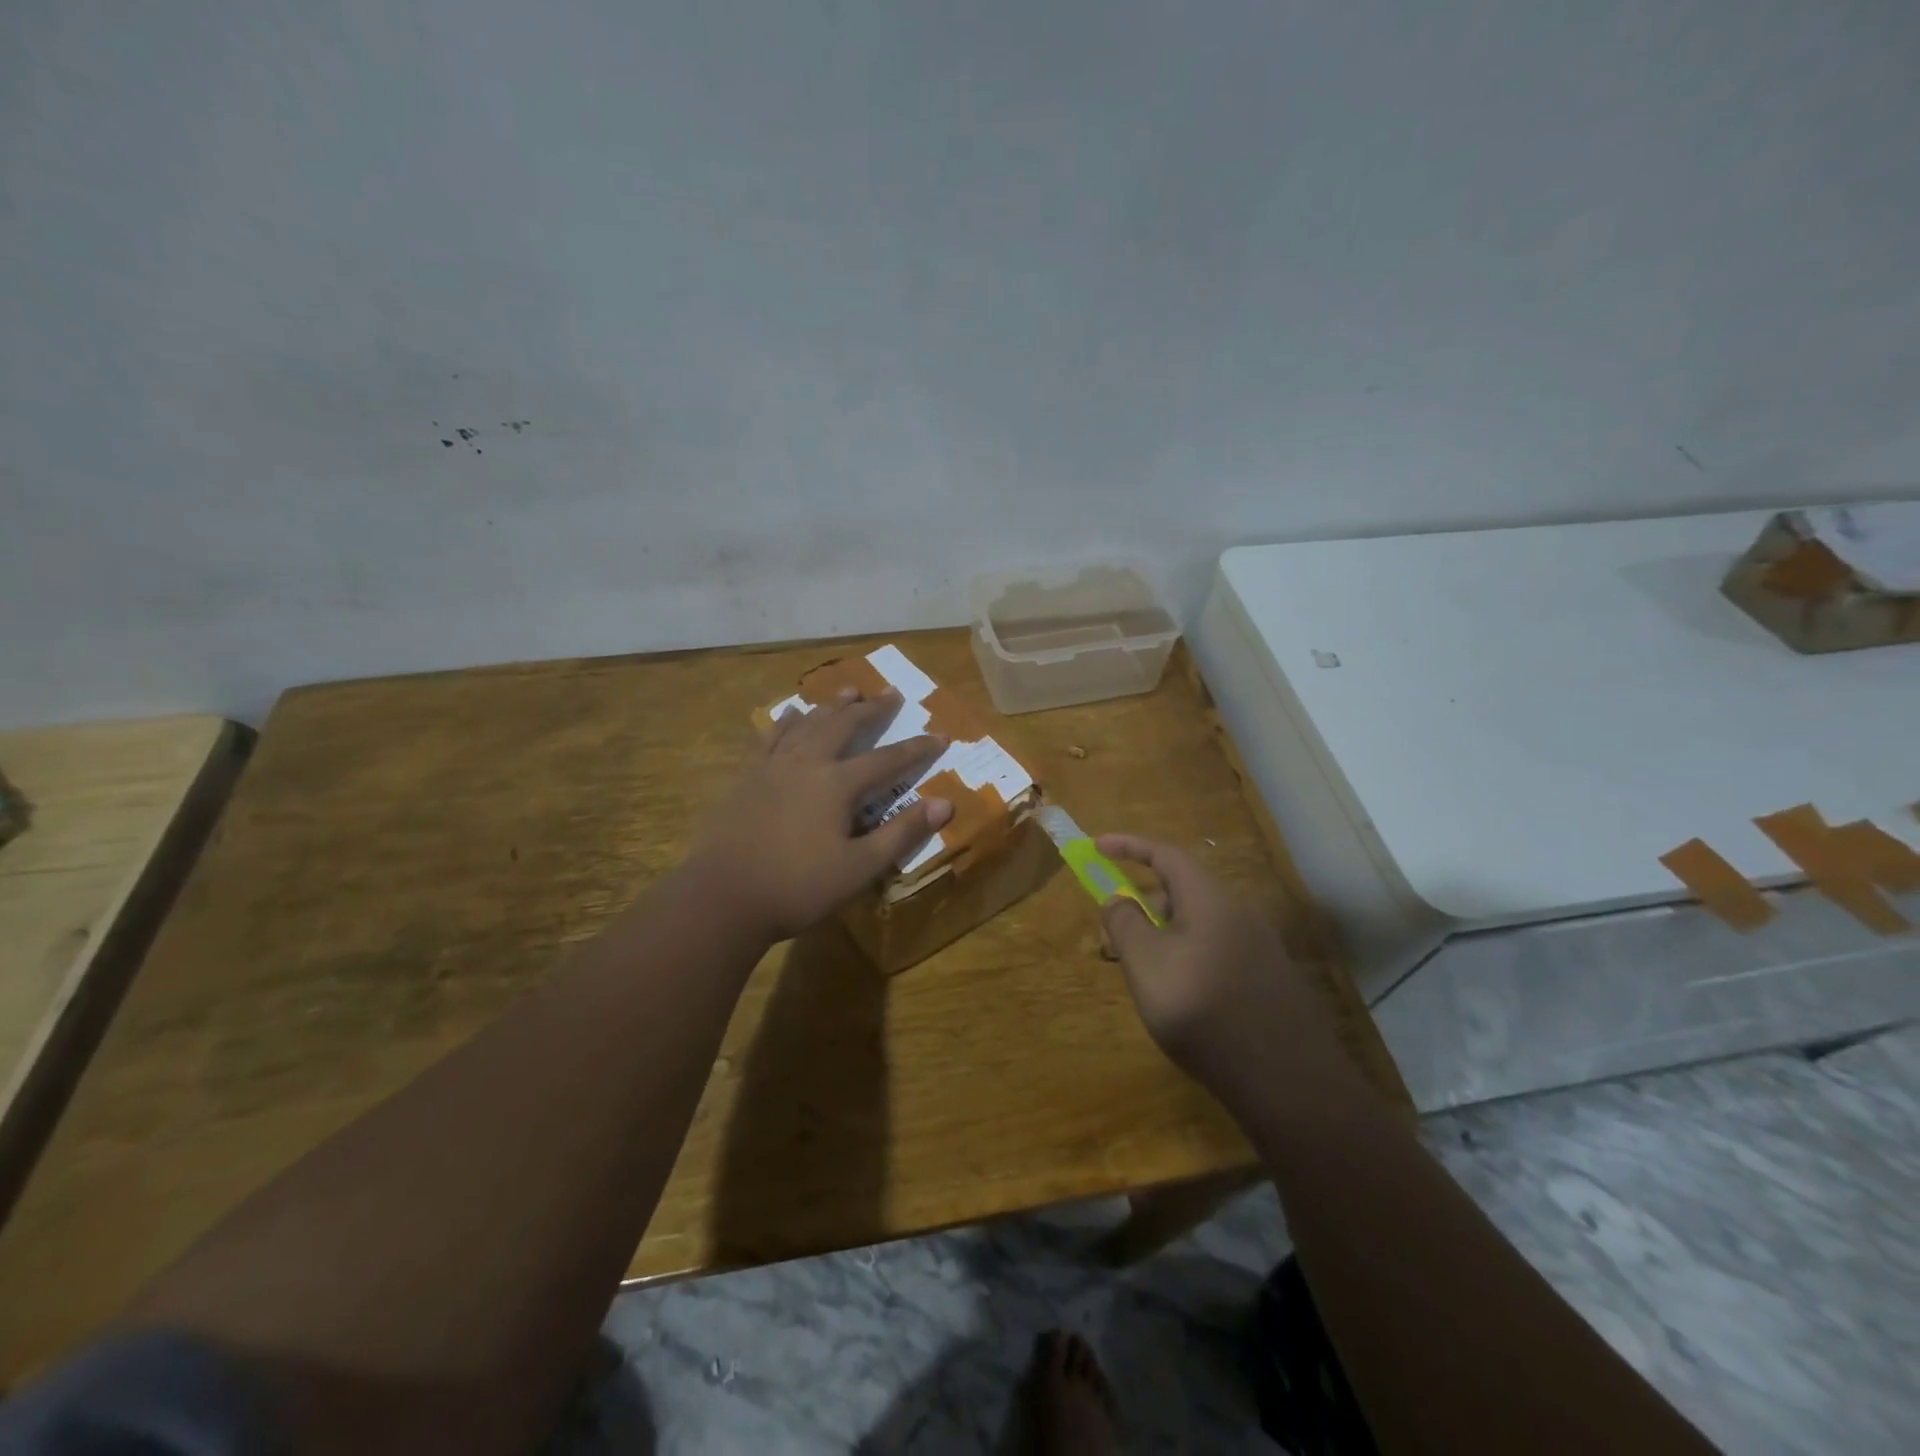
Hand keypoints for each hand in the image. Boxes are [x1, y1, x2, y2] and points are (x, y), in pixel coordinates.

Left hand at [692, 686, 953, 939]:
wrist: (723, 896)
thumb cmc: (798, 887)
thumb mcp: (859, 868)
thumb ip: (902, 833)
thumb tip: (945, 804)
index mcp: (837, 784)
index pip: (888, 760)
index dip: (917, 748)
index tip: (940, 735)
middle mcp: (807, 763)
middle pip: (845, 726)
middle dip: (871, 709)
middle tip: (891, 693)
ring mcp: (773, 766)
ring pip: (809, 724)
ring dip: (832, 707)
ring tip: (849, 691)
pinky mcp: (748, 776)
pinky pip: (771, 737)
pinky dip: (786, 722)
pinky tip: (792, 712)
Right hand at [1097, 834, 1340, 1090]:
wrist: (1282, 1077)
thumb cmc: (1201, 1007)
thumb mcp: (1145, 961)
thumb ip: (1124, 922)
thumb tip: (1118, 899)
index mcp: (1209, 898)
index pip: (1164, 854)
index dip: (1127, 846)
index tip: (1096, 847)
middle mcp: (1238, 913)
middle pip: (1180, 891)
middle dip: (1141, 906)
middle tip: (1113, 940)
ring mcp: (1257, 946)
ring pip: (1196, 924)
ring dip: (1161, 936)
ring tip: (1142, 977)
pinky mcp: (1265, 978)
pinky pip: (1214, 949)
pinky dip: (1185, 956)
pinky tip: (1179, 997)